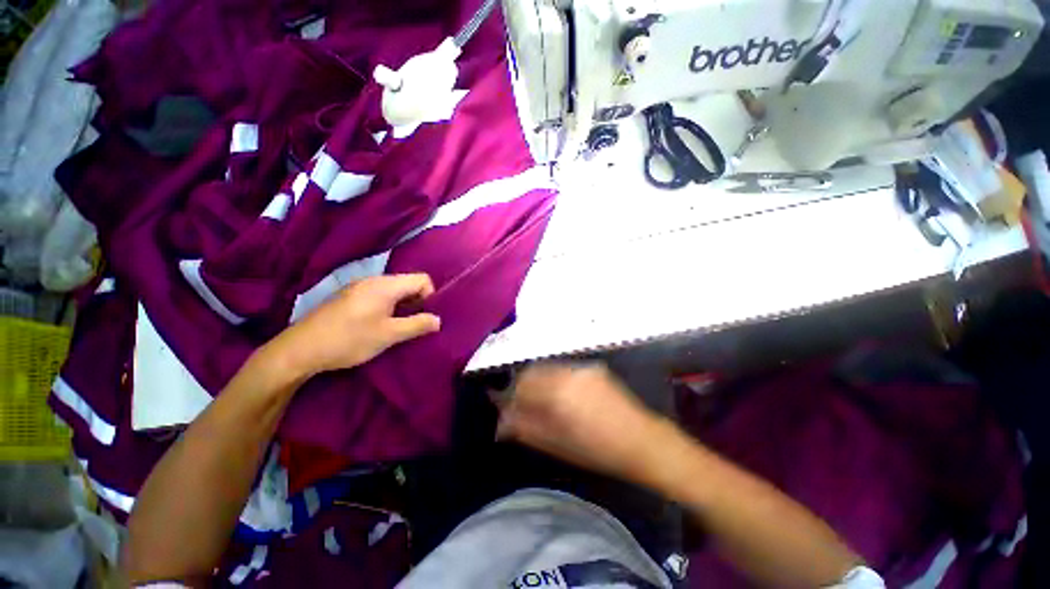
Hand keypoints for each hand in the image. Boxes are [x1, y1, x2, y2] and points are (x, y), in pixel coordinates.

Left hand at [268, 273, 440, 378]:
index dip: (430, 296)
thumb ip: (417, 325)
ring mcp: (358, 287)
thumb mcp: (389, 335)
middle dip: (416, 302)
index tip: (424, 317)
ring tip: (395, 327)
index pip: (422, 279)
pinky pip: (378, 295)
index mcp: (386, 285)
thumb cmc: (350, 340)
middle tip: (412, 324)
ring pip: (393, 290)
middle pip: (408, 283)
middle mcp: (373, 280)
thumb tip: (438, 320)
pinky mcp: (348, 296)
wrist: (299, 350)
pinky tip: (376, 325)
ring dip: (401, 306)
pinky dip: (387, 307)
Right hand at [493, 362, 667, 481]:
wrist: (643, 440)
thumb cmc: (599, 450)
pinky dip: (555, 379)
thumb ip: (526, 428)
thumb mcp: (558, 445)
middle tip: (522, 405)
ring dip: (539, 381)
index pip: (522, 384)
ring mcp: (583, 367)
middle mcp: (569, 372)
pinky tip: (562, 396)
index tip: (507, 408)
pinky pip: (564, 369)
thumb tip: (501, 421)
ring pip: (548, 368)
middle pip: (533, 370)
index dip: (510, 395)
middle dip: (523, 386)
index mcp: (559, 392)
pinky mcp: (594, 368)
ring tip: (542, 402)